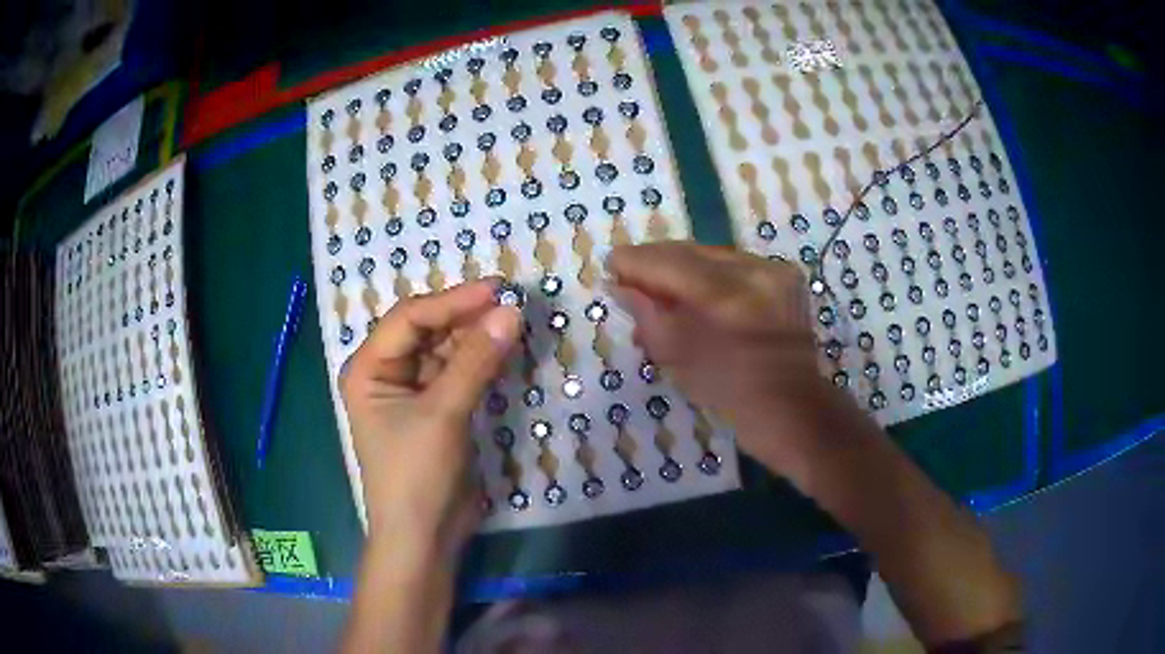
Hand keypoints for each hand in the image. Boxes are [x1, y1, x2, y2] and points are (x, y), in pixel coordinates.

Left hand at [339, 279, 519, 557]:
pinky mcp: (437, 409)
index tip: (498, 289)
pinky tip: (505, 349)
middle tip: (511, 302)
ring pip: (446, 350)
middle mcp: (387, 372)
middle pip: (428, 329)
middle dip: (466, 316)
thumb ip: (475, 361)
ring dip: (477, 337)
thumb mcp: (443, 414)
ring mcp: (413, 391)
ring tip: (514, 321)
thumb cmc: (416, 475)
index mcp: (369, 368)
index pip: (410, 318)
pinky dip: (481, 361)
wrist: (424, 537)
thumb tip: (511, 311)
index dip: (453, 300)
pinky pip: (459, 373)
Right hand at [608, 242, 843, 467]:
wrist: (789, 406)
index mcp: (727, 298)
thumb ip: (647, 315)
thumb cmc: (728, 392)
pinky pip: (735, 263)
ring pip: (713, 254)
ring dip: (682, 265)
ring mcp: (773, 271)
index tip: (611, 263)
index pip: (671, 263)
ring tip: (659, 283)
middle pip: (693, 251)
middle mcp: (753, 272)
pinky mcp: (784, 275)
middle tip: (630, 272)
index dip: (636, 260)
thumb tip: (620, 284)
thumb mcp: (677, 358)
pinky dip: (710, 272)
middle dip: (657, 259)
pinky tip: (695, 288)